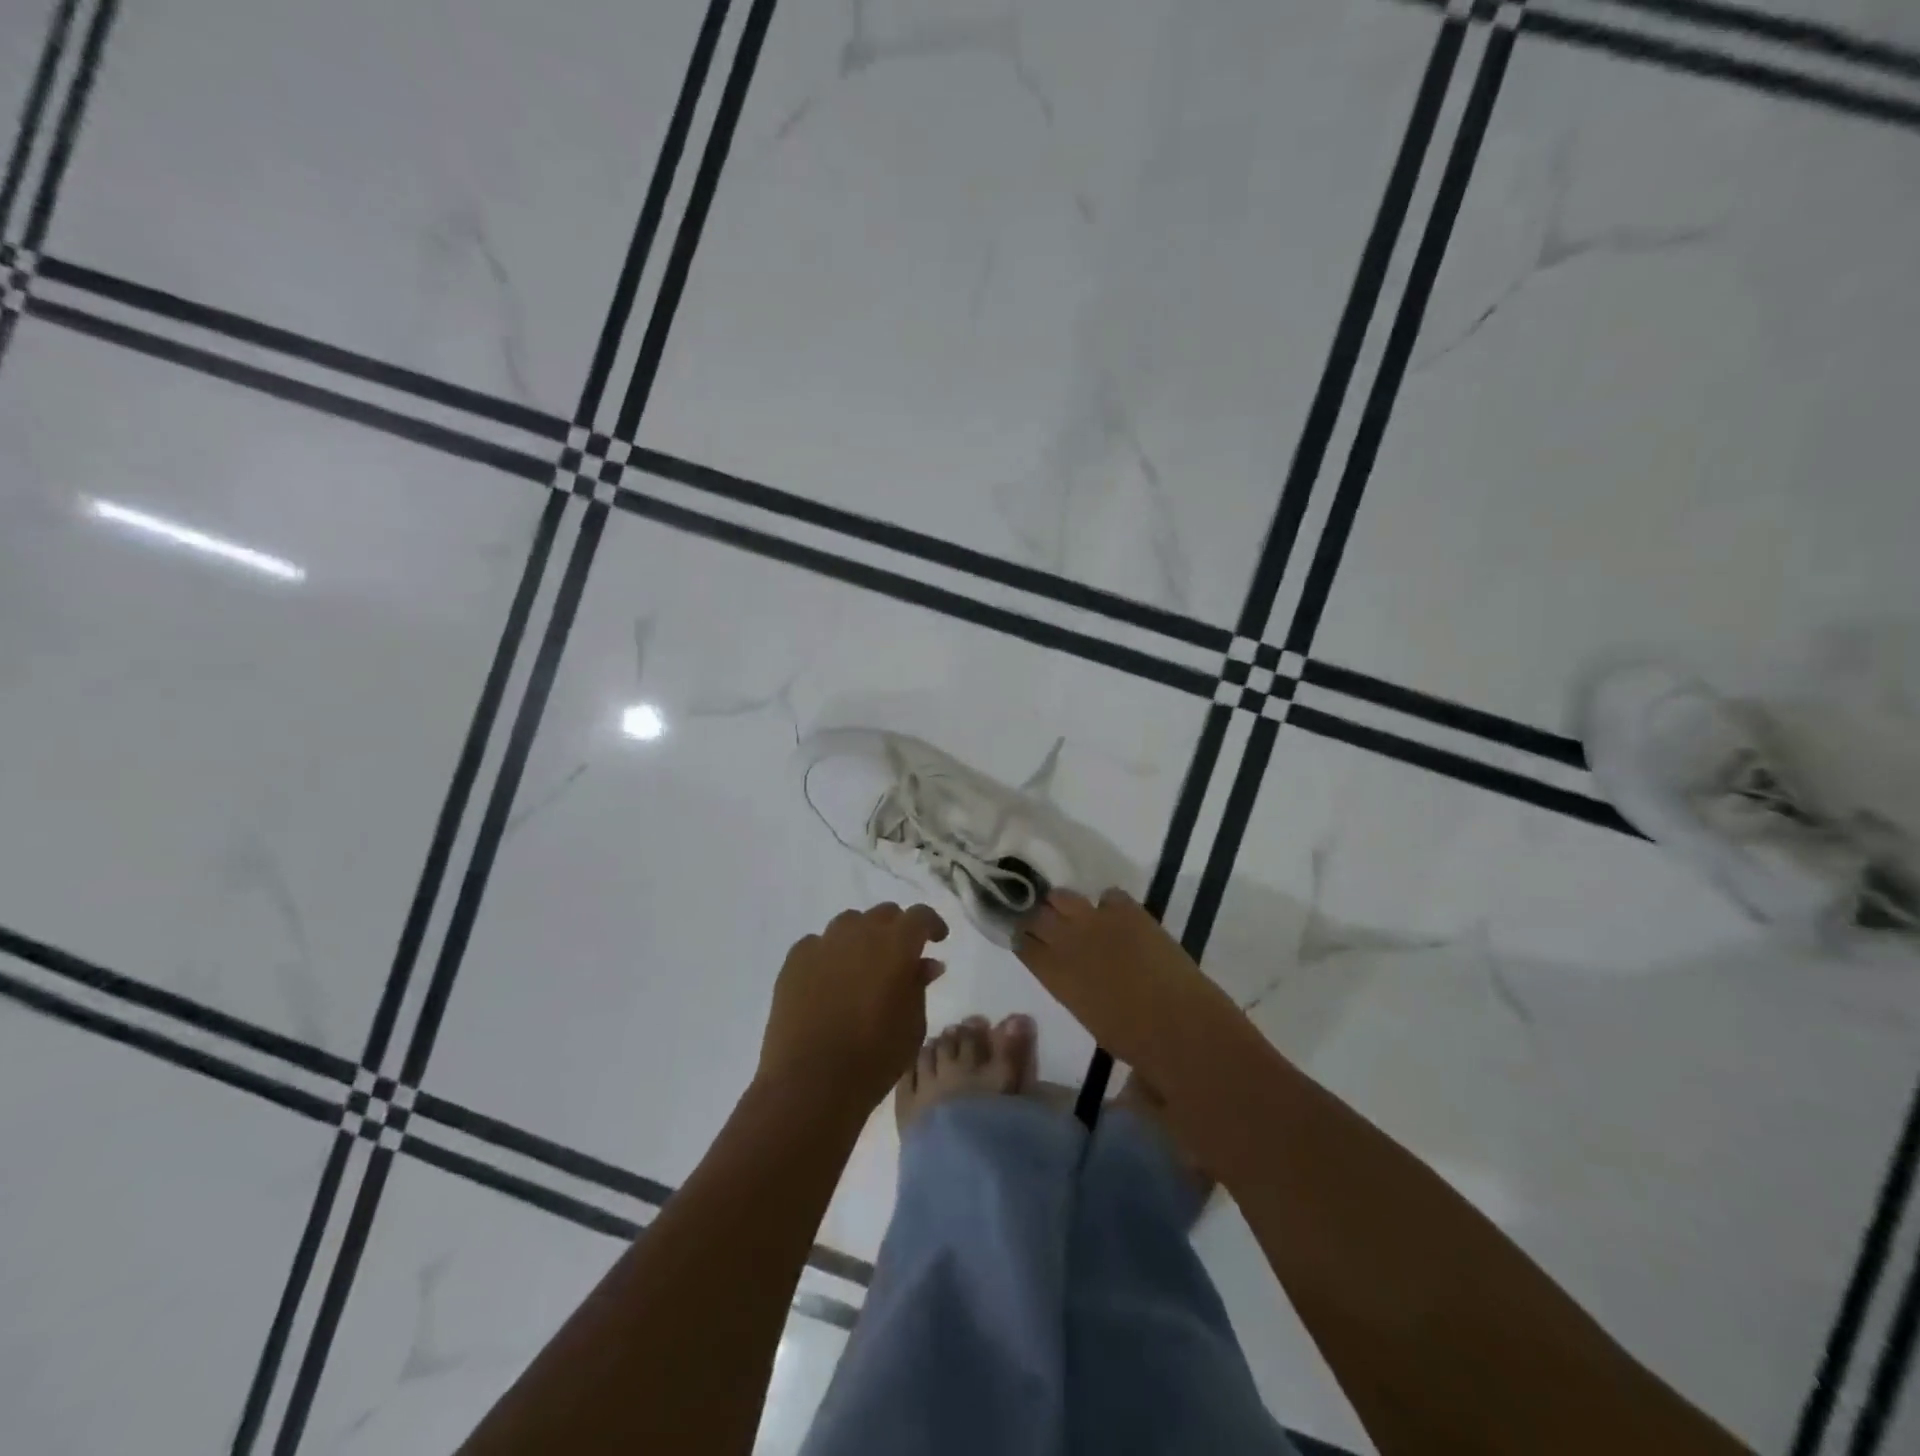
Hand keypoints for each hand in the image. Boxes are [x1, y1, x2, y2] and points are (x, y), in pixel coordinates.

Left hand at [759, 902, 949, 1115]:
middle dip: (897, 928)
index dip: (931, 924)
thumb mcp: (912, 1026)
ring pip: (849, 923)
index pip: (919, 916)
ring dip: (863, 937)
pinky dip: (830, 954)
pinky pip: (818, 944)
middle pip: (883, 914)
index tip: (937, 940)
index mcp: (895, 945)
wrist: (809, 1084)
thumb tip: (926, 964)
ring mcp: (823, 943)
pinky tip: (830, 980)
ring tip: (863, 966)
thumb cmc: (873, 1058)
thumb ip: (919, 986)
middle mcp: (859, 933)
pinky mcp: (794, 960)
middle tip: (901, 956)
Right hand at [1014, 887, 1247, 1084]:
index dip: (1023, 937)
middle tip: (1049, 921)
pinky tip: (1118, 917)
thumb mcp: (1088, 1015)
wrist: (1178, 1024)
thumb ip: (1072, 986)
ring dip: (1066, 904)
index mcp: (1053, 974)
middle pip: (1036, 914)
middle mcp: (1066, 941)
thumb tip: (1076, 974)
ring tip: (1079, 914)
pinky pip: (1109, 895)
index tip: (1027, 936)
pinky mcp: (1127, 910)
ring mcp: (1096, 920)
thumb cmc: (1132, 1039)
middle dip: (1039, 915)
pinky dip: (1110, 904)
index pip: (1022, 942)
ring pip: (1064, 896)